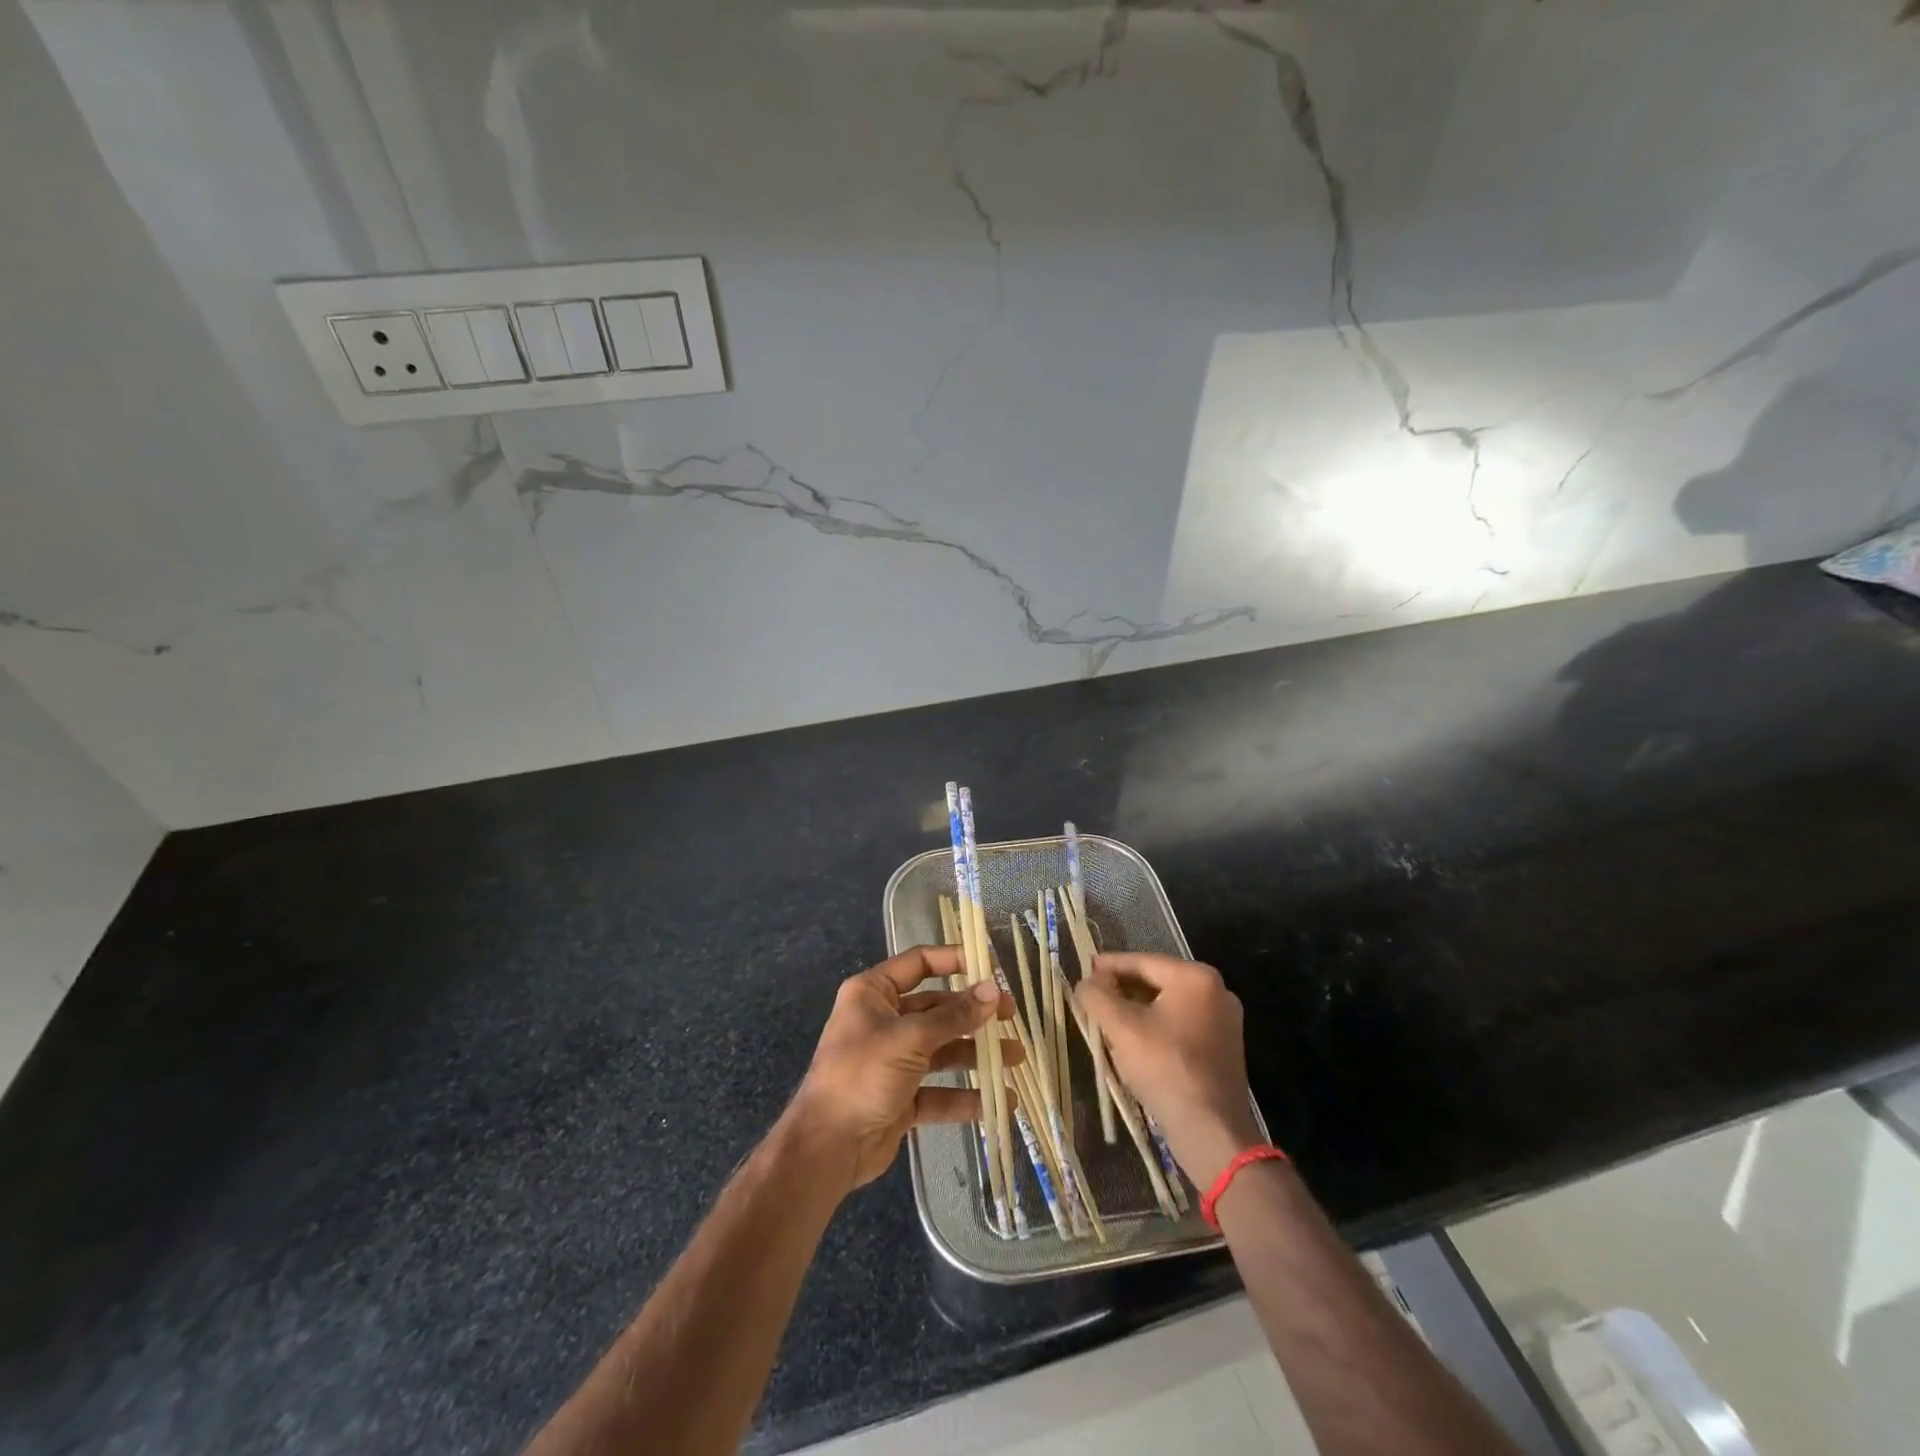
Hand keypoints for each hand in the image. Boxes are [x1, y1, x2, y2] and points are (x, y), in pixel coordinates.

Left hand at [785, 944, 1012, 1192]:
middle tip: (1011, 1016)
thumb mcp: (910, 1038)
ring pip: (942, 1050)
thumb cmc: (863, 1075)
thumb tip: (993, 991)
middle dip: (974, 1014)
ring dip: (976, 1054)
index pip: (919, 963)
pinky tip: (999, 1101)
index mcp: (873, 993)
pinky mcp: (901, 1098)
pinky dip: (965, 1096)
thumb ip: (954, 1016)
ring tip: (1016, 1057)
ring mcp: (893, 1061)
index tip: (991, 965)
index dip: (955, 960)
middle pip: (936, 1009)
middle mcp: (883, 1021)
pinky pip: (938, 1091)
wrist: (826, 1148)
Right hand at [1076, 953, 1262, 1187]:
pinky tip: (1134, 1039)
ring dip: (1137, 1008)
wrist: (1211, 1130)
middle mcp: (1217, 991)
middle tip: (1093, 994)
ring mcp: (1225, 1020)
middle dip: (1123, 987)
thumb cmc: (1165, 1068)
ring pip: (1168, 1003)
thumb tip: (1085, 983)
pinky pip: (1182, 1023)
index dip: (1109, 965)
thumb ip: (1097, 996)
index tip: (1085, 969)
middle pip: (1157, 980)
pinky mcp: (1224, 1046)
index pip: (1143, 962)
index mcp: (1195, 977)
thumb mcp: (1121, 1028)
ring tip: (1107, 1016)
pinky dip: (1156, 1024)